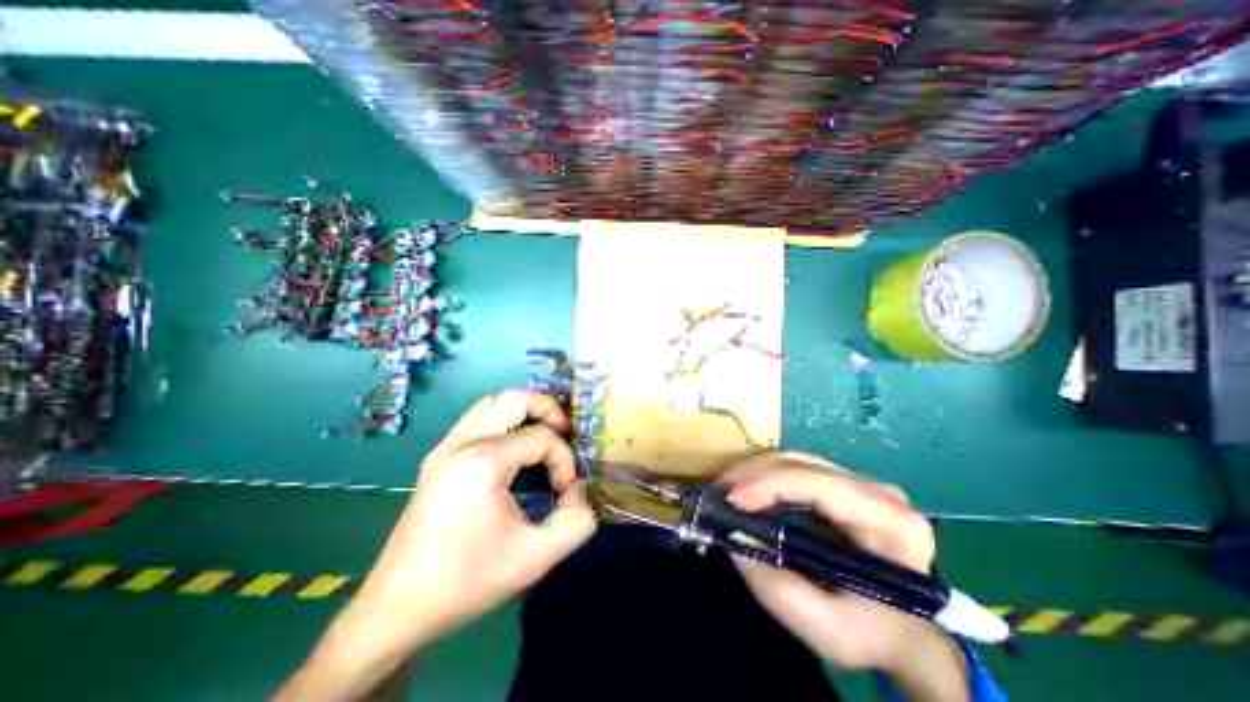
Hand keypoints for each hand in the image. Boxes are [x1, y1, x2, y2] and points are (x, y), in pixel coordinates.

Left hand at [360, 391, 596, 644]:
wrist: (397, 609)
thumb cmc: (468, 582)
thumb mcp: (536, 558)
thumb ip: (576, 520)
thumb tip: (578, 489)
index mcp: (482, 462)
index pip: (540, 437)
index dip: (563, 458)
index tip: (564, 490)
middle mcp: (461, 444)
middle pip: (513, 399)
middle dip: (547, 409)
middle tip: (564, 432)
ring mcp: (445, 448)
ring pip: (492, 404)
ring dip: (524, 412)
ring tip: (543, 435)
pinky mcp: (438, 458)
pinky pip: (478, 420)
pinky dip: (504, 422)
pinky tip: (514, 449)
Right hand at [719, 453, 971, 698]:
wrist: (906, 629)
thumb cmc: (874, 633)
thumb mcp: (829, 631)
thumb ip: (779, 590)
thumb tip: (735, 538)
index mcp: (890, 524)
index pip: (822, 486)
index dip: (772, 485)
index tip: (732, 499)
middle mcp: (877, 491)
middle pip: (803, 464)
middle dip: (754, 474)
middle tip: (718, 493)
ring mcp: (858, 482)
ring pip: (794, 460)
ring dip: (754, 472)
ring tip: (726, 491)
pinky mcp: (839, 483)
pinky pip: (794, 468)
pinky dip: (763, 476)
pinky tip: (745, 490)